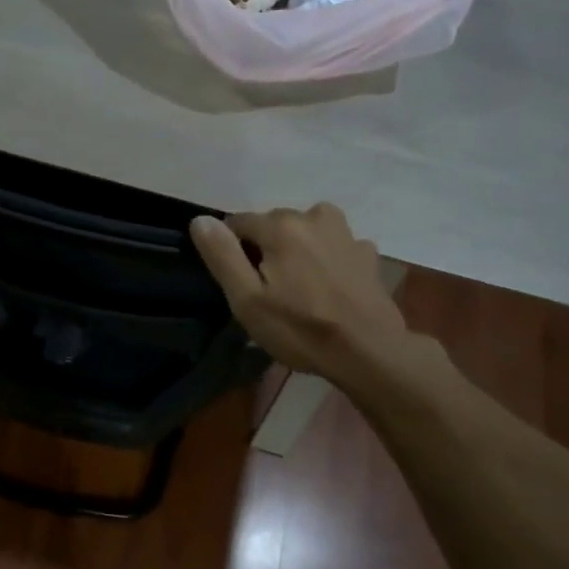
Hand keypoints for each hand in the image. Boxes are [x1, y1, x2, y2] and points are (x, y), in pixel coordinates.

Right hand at [190, 204, 405, 383]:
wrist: (367, 352)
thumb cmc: (299, 329)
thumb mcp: (247, 299)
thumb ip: (222, 255)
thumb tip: (200, 220)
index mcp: (281, 225)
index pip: (238, 223)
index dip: (232, 251)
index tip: (240, 282)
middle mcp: (314, 216)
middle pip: (274, 225)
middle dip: (266, 249)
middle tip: (269, 291)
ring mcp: (346, 233)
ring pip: (306, 231)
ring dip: (297, 249)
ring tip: (299, 286)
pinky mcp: (367, 253)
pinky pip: (334, 246)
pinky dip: (326, 258)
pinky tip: (328, 287)